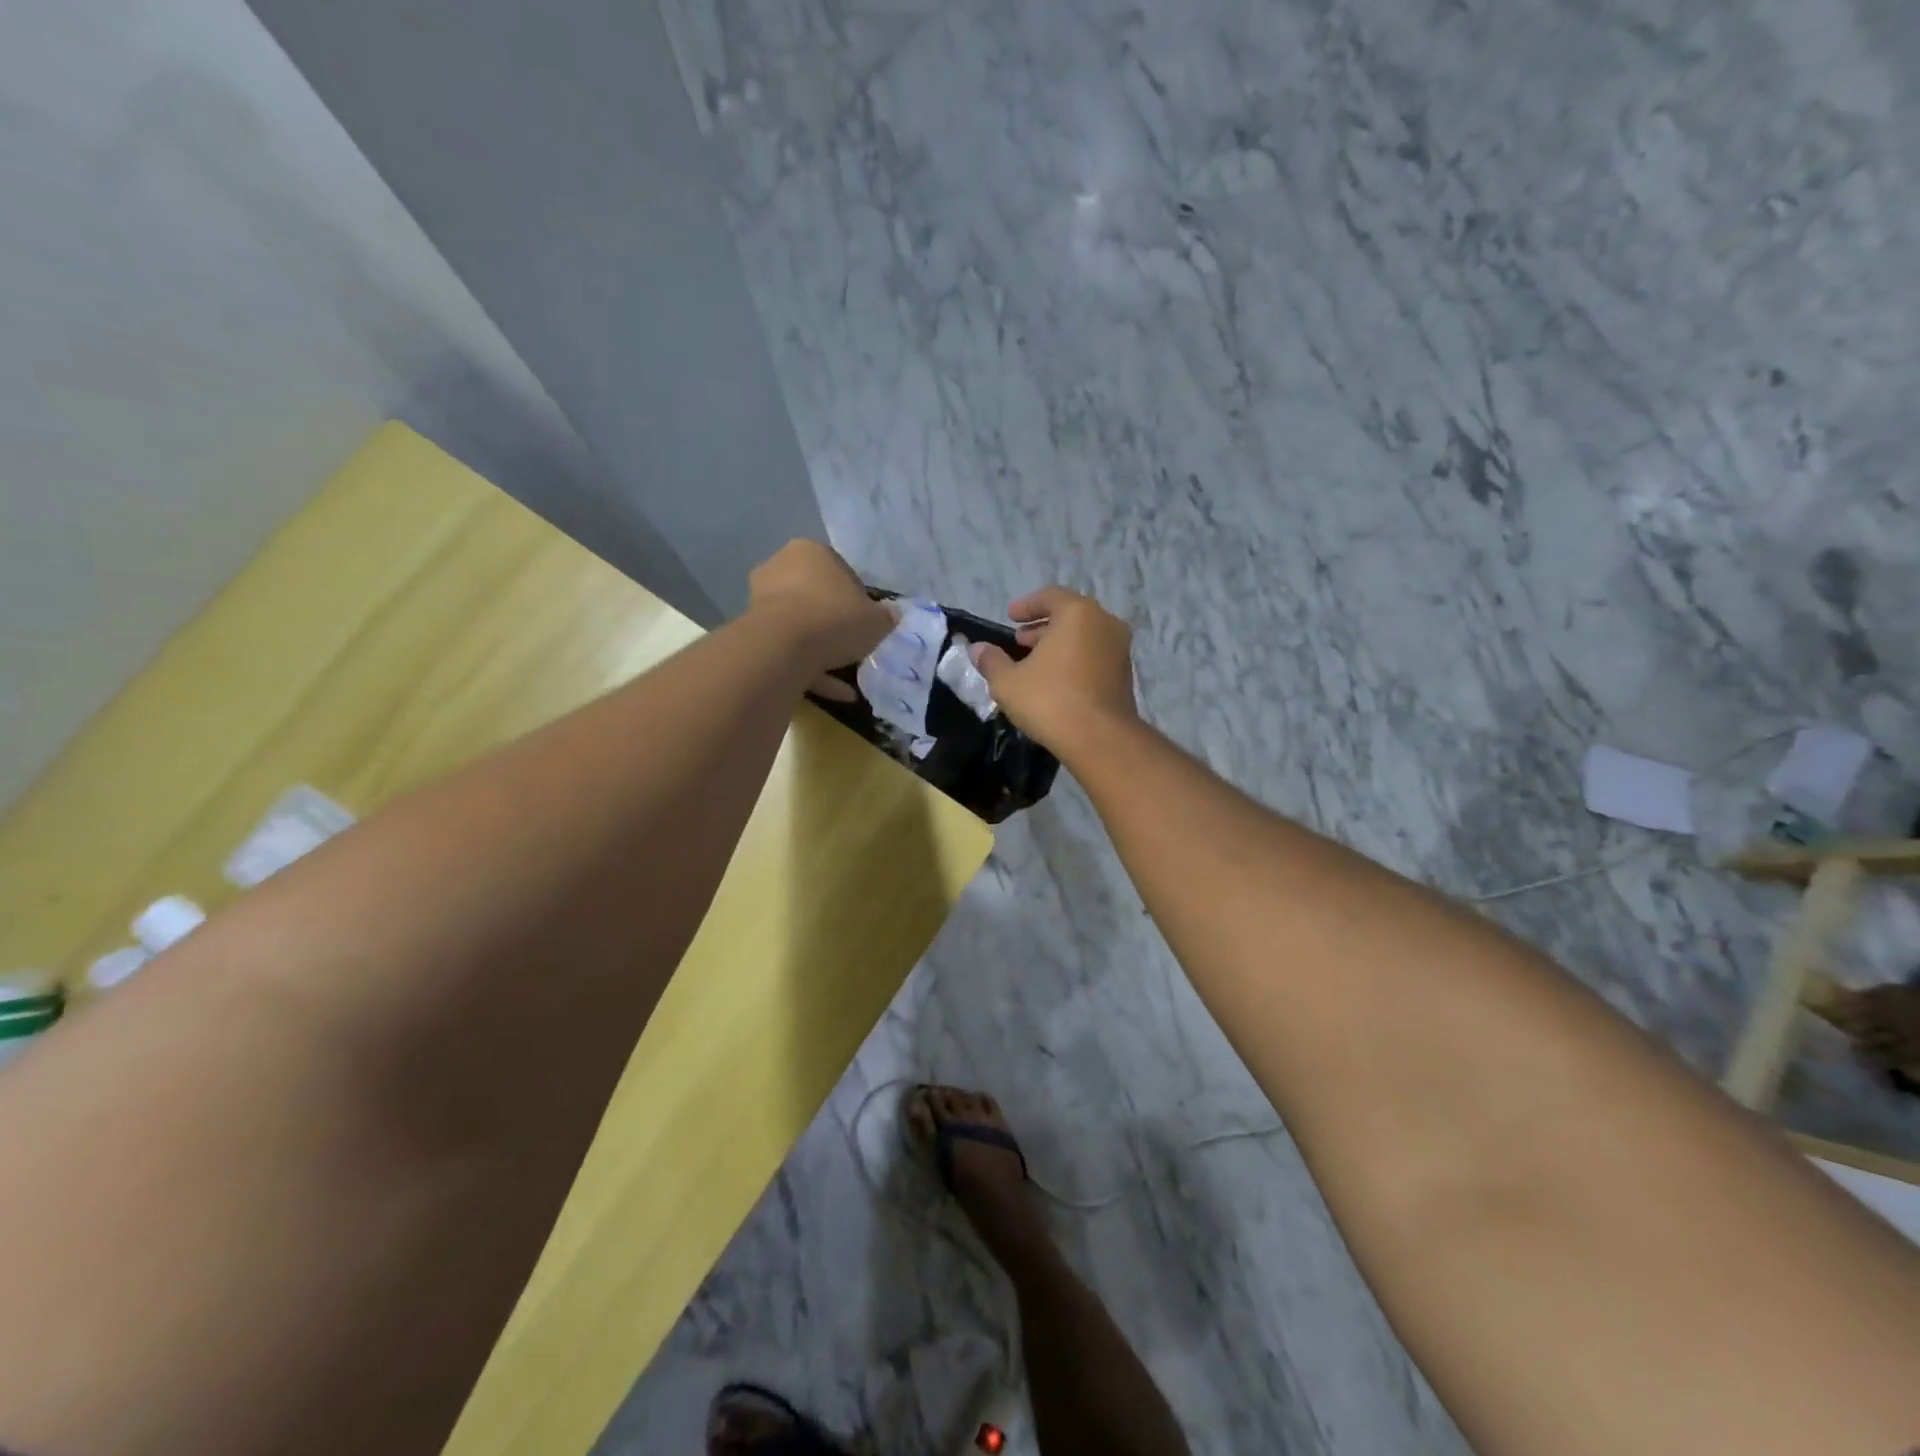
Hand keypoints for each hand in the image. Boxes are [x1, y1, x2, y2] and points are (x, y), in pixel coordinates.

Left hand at [747, 541, 894, 697]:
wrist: (782, 647)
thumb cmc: (834, 619)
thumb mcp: (876, 620)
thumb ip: (886, 616)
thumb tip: (892, 615)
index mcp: (810, 552)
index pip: (841, 572)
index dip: (859, 599)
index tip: (869, 622)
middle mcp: (780, 568)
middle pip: (816, 598)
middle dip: (835, 622)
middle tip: (855, 645)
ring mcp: (761, 602)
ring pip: (800, 627)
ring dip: (822, 650)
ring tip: (847, 678)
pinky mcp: (752, 634)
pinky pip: (788, 650)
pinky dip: (810, 670)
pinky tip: (836, 693)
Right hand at [970, 586, 1137, 753]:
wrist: (1100, 739)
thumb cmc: (1050, 700)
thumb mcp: (1008, 682)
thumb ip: (992, 660)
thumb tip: (977, 649)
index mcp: (1078, 613)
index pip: (1050, 596)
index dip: (1026, 605)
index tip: (1010, 617)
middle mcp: (1105, 623)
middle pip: (1069, 615)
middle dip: (1042, 627)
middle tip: (1019, 641)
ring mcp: (1120, 649)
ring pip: (1084, 636)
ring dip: (1058, 645)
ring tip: (1034, 663)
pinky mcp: (1125, 674)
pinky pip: (1095, 656)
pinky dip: (1075, 659)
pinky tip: (1056, 681)